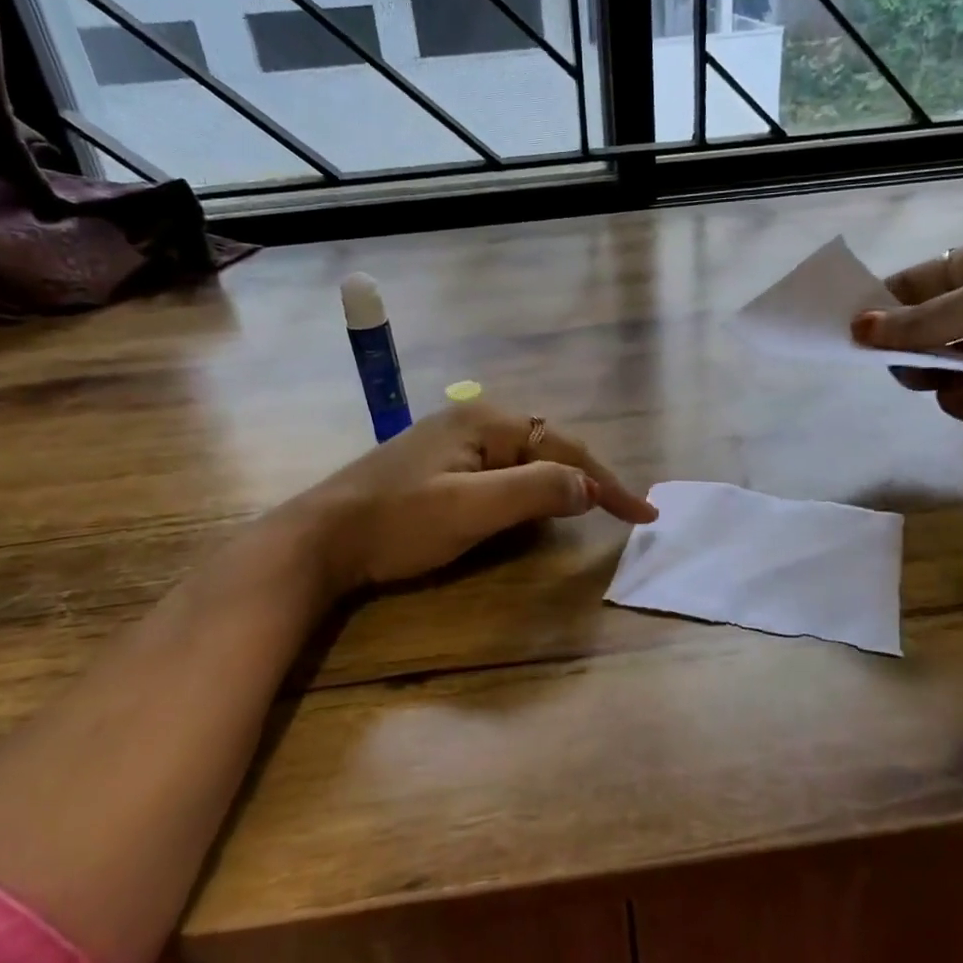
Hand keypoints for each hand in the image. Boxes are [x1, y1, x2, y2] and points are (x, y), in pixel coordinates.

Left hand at [287, 402, 657, 591]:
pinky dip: (527, 492)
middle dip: (585, 480)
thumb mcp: (472, 508)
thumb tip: (588, 488)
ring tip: (587, 510)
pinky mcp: (439, 468)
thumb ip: (536, 491)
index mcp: (485, 423)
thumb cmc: (398, 522)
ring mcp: (453, 444)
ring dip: (557, 485)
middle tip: (618, 513)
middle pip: (547, 448)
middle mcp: (473, 423)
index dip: (606, 482)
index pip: (563, 448)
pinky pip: (501, 474)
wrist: (320, 539)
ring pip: (525, 462)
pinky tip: (531, 510)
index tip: (643, 514)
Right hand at [851, 235, 962, 423]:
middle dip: (903, 345)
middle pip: (925, 329)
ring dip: (929, 374)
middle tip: (887, 359)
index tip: (847, 328)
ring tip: (927, 377)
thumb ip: (921, 321)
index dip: (882, 304)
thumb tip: (857, 329)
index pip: (917, 283)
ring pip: (943, 367)